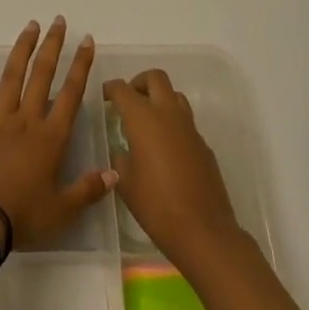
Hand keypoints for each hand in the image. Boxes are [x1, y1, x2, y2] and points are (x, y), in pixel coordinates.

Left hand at [0, 18, 115, 251]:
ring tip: (31, 25)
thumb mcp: (62, 211)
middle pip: (43, 75)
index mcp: (51, 138)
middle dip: (53, 46)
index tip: (87, 40)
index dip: (81, 66)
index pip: (71, 94)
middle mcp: (27, 119)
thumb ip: (88, 190)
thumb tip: (115, 173)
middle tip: (59, 21)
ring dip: (24, 48)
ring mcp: (0, 118)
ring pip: (13, 75)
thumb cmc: (23, 216)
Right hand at [102, 70, 241, 271]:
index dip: (111, 88)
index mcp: (143, 118)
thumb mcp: (125, 182)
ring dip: (160, 99)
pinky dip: (173, 123)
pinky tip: (166, 149)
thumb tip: (122, 149)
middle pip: (155, 78)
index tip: (104, 96)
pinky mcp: (204, 144)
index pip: (123, 89)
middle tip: (129, 100)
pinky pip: (186, 121)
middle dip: (139, 82)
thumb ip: (119, 158)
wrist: (203, 231)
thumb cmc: (156, 205)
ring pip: (175, 95)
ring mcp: (190, 128)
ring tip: (148, 121)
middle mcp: (168, 114)